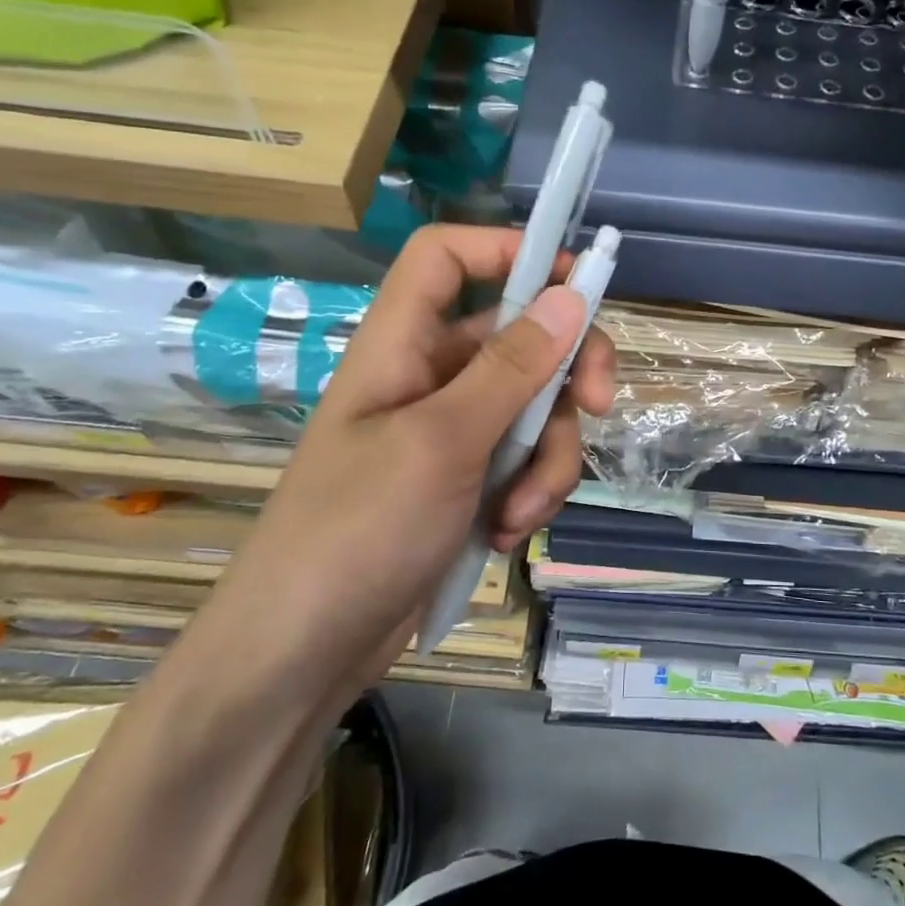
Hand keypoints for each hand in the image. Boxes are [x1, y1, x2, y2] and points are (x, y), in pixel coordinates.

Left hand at [200, 226, 615, 699]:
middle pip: (521, 336)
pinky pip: (525, 460)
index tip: (576, 282)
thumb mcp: (443, 442)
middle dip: (567, 375)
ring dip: (548, 458)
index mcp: (402, 345)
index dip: (507, 249)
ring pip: (537, 408)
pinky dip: (530, 493)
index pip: (447, 258)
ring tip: (519, 512)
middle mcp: (431, 376)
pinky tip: (506, 533)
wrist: (302, 656)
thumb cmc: (357, 531)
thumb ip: (512, 369)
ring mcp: (453, 431)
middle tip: (602, 405)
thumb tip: (571, 296)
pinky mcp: (468, 480)